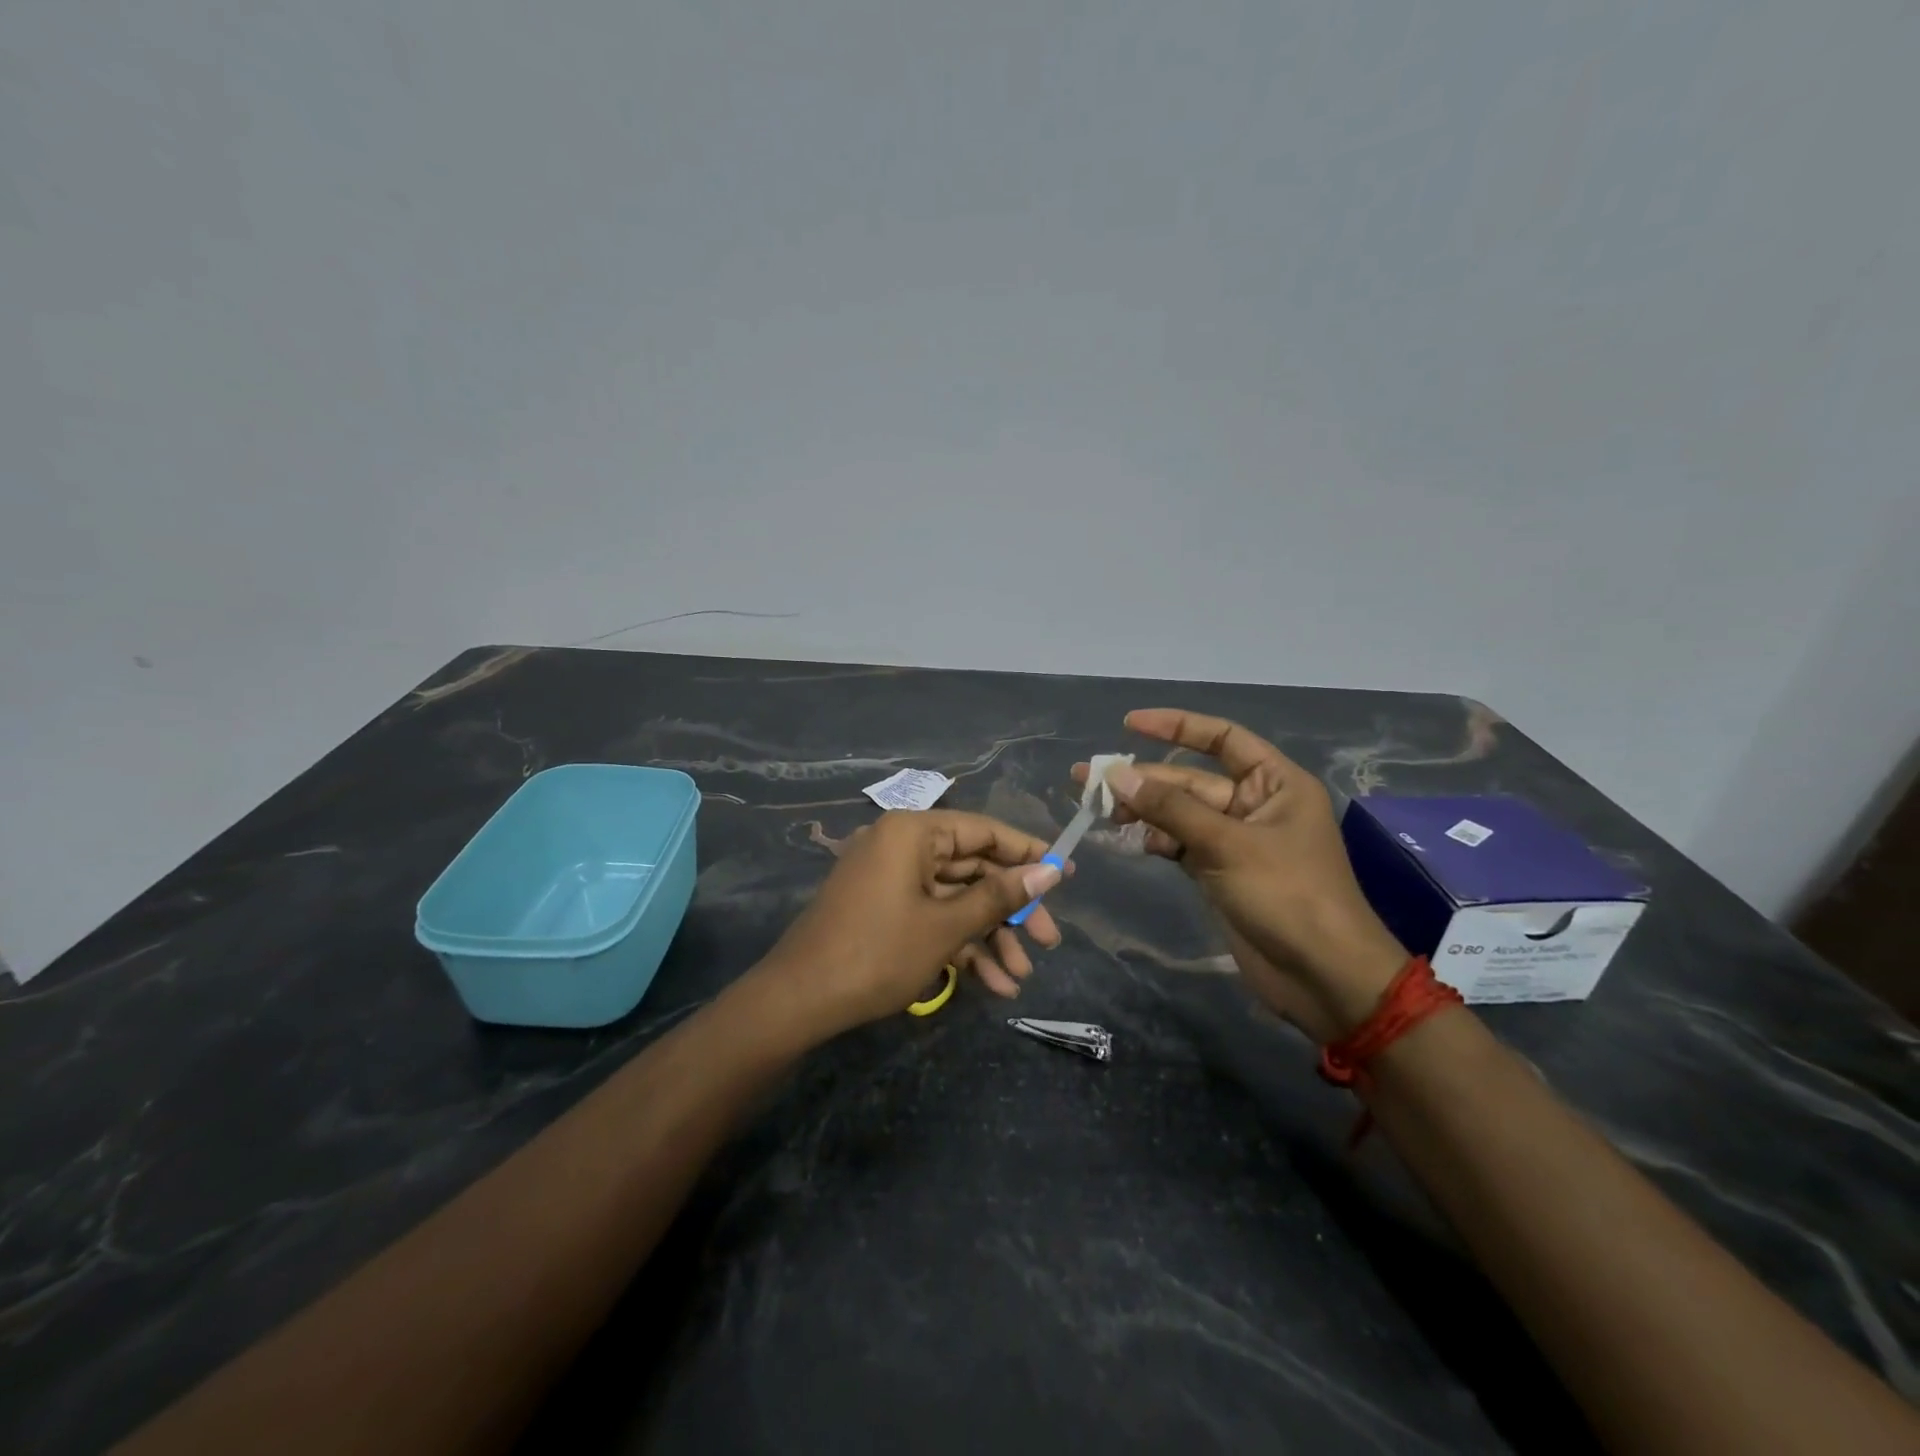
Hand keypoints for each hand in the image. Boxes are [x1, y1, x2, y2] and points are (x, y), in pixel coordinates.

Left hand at [752, 810, 1062, 1038]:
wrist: (799, 1000)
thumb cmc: (878, 952)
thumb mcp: (946, 925)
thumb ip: (1000, 896)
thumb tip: (1052, 870)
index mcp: (914, 832)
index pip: (984, 831)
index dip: (1028, 853)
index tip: (1066, 874)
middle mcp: (902, 846)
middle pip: (972, 870)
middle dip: (1010, 912)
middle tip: (1048, 942)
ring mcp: (890, 879)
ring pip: (955, 900)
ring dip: (988, 937)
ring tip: (1018, 978)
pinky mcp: (883, 910)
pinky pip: (931, 917)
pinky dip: (958, 946)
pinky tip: (990, 984)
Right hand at [1077, 708, 1406, 1041]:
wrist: (1322, 976)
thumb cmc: (1286, 895)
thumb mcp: (1226, 844)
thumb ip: (1170, 808)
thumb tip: (1117, 775)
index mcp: (1275, 782)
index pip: (1222, 738)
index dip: (1176, 726)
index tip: (1129, 724)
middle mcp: (1256, 804)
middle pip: (1191, 780)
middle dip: (1144, 779)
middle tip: (1088, 780)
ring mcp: (1237, 841)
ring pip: (1182, 814)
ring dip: (1145, 811)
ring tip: (1102, 811)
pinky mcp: (1221, 872)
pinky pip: (1182, 844)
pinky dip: (1159, 841)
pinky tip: (1135, 841)